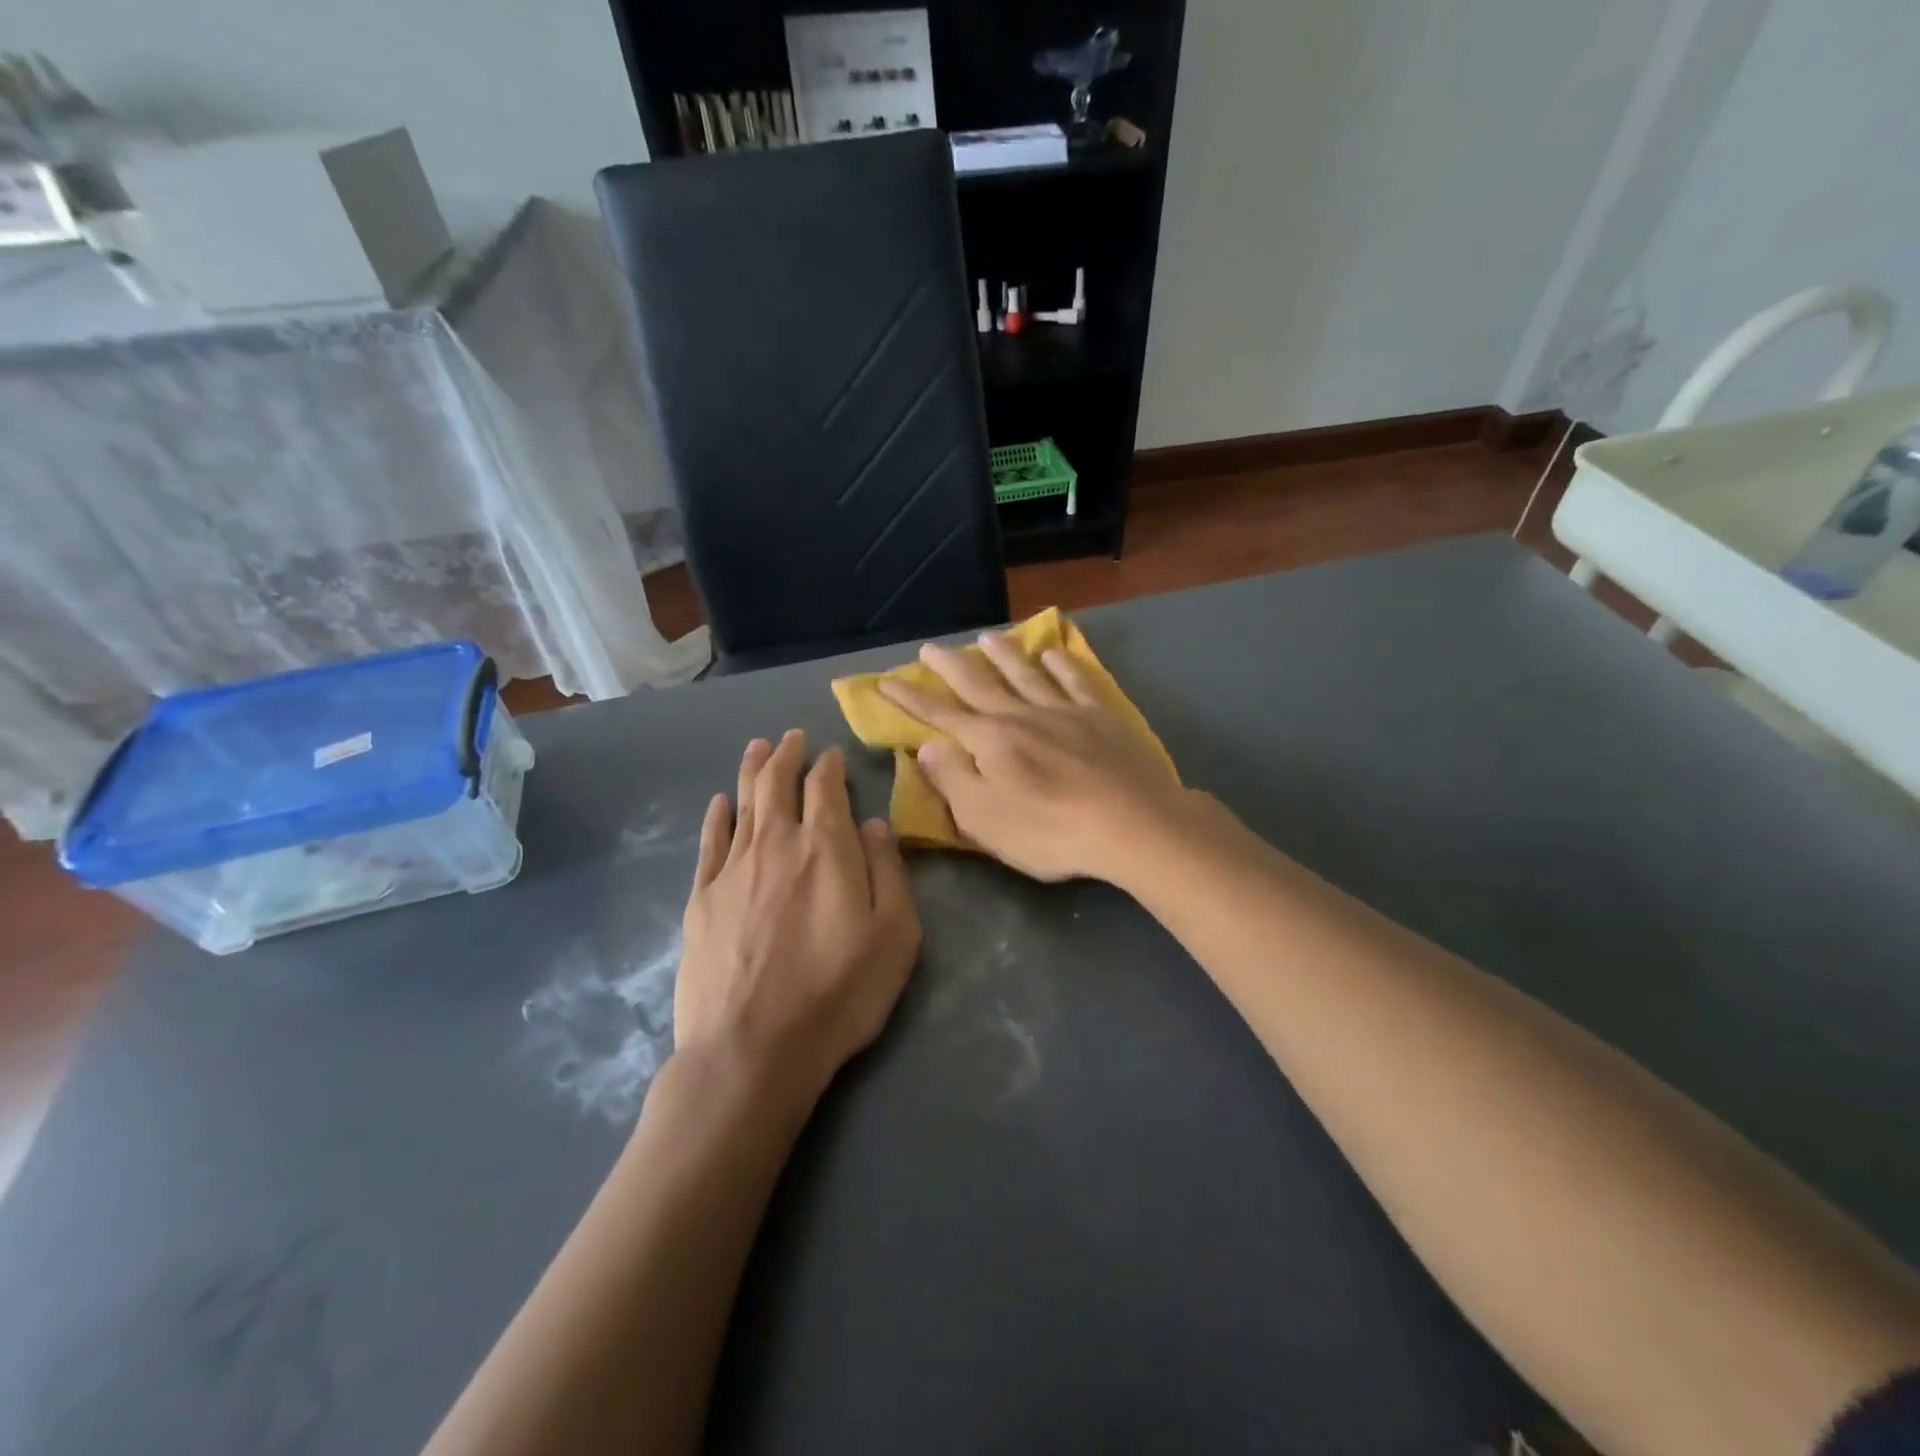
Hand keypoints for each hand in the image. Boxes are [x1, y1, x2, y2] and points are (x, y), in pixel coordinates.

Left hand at [677, 731, 921, 1104]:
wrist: (750, 1050)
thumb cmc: (837, 994)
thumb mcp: (895, 936)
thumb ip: (888, 871)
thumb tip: (875, 824)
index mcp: (827, 848)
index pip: (826, 789)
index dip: (829, 766)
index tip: (831, 754)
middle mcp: (777, 844)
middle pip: (778, 784)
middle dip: (787, 756)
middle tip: (792, 737)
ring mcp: (733, 869)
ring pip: (743, 803)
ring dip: (752, 771)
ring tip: (758, 747)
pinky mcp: (701, 899)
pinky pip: (709, 842)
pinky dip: (717, 816)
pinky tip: (720, 802)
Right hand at [878, 633, 1191, 883]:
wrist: (1131, 823)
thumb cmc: (1050, 830)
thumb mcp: (985, 819)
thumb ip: (953, 780)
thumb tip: (927, 746)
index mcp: (990, 741)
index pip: (940, 715)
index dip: (910, 699)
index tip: (886, 681)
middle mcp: (1021, 715)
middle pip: (979, 684)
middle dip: (950, 666)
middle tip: (930, 648)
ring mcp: (1063, 711)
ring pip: (1026, 673)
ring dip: (1003, 654)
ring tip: (987, 637)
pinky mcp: (1100, 716)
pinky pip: (1074, 681)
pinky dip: (1060, 665)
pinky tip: (1052, 654)